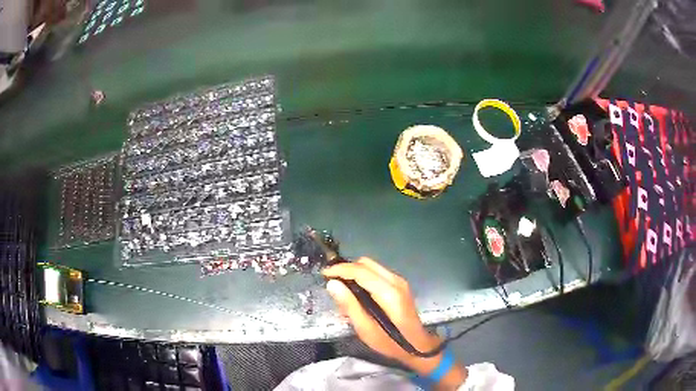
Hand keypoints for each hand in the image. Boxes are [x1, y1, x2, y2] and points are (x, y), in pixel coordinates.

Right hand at [322, 258, 441, 370]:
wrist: (418, 346)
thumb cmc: (390, 342)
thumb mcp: (366, 330)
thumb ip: (349, 306)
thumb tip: (332, 284)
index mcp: (389, 292)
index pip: (360, 271)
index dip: (340, 269)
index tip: (324, 274)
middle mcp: (396, 281)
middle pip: (366, 263)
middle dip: (346, 269)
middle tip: (333, 283)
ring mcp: (399, 281)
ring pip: (372, 266)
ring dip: (354, 272)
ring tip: (343, 289)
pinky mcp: (400, 284)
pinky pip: (377, 272)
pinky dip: (363, 277)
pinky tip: (357, 292)